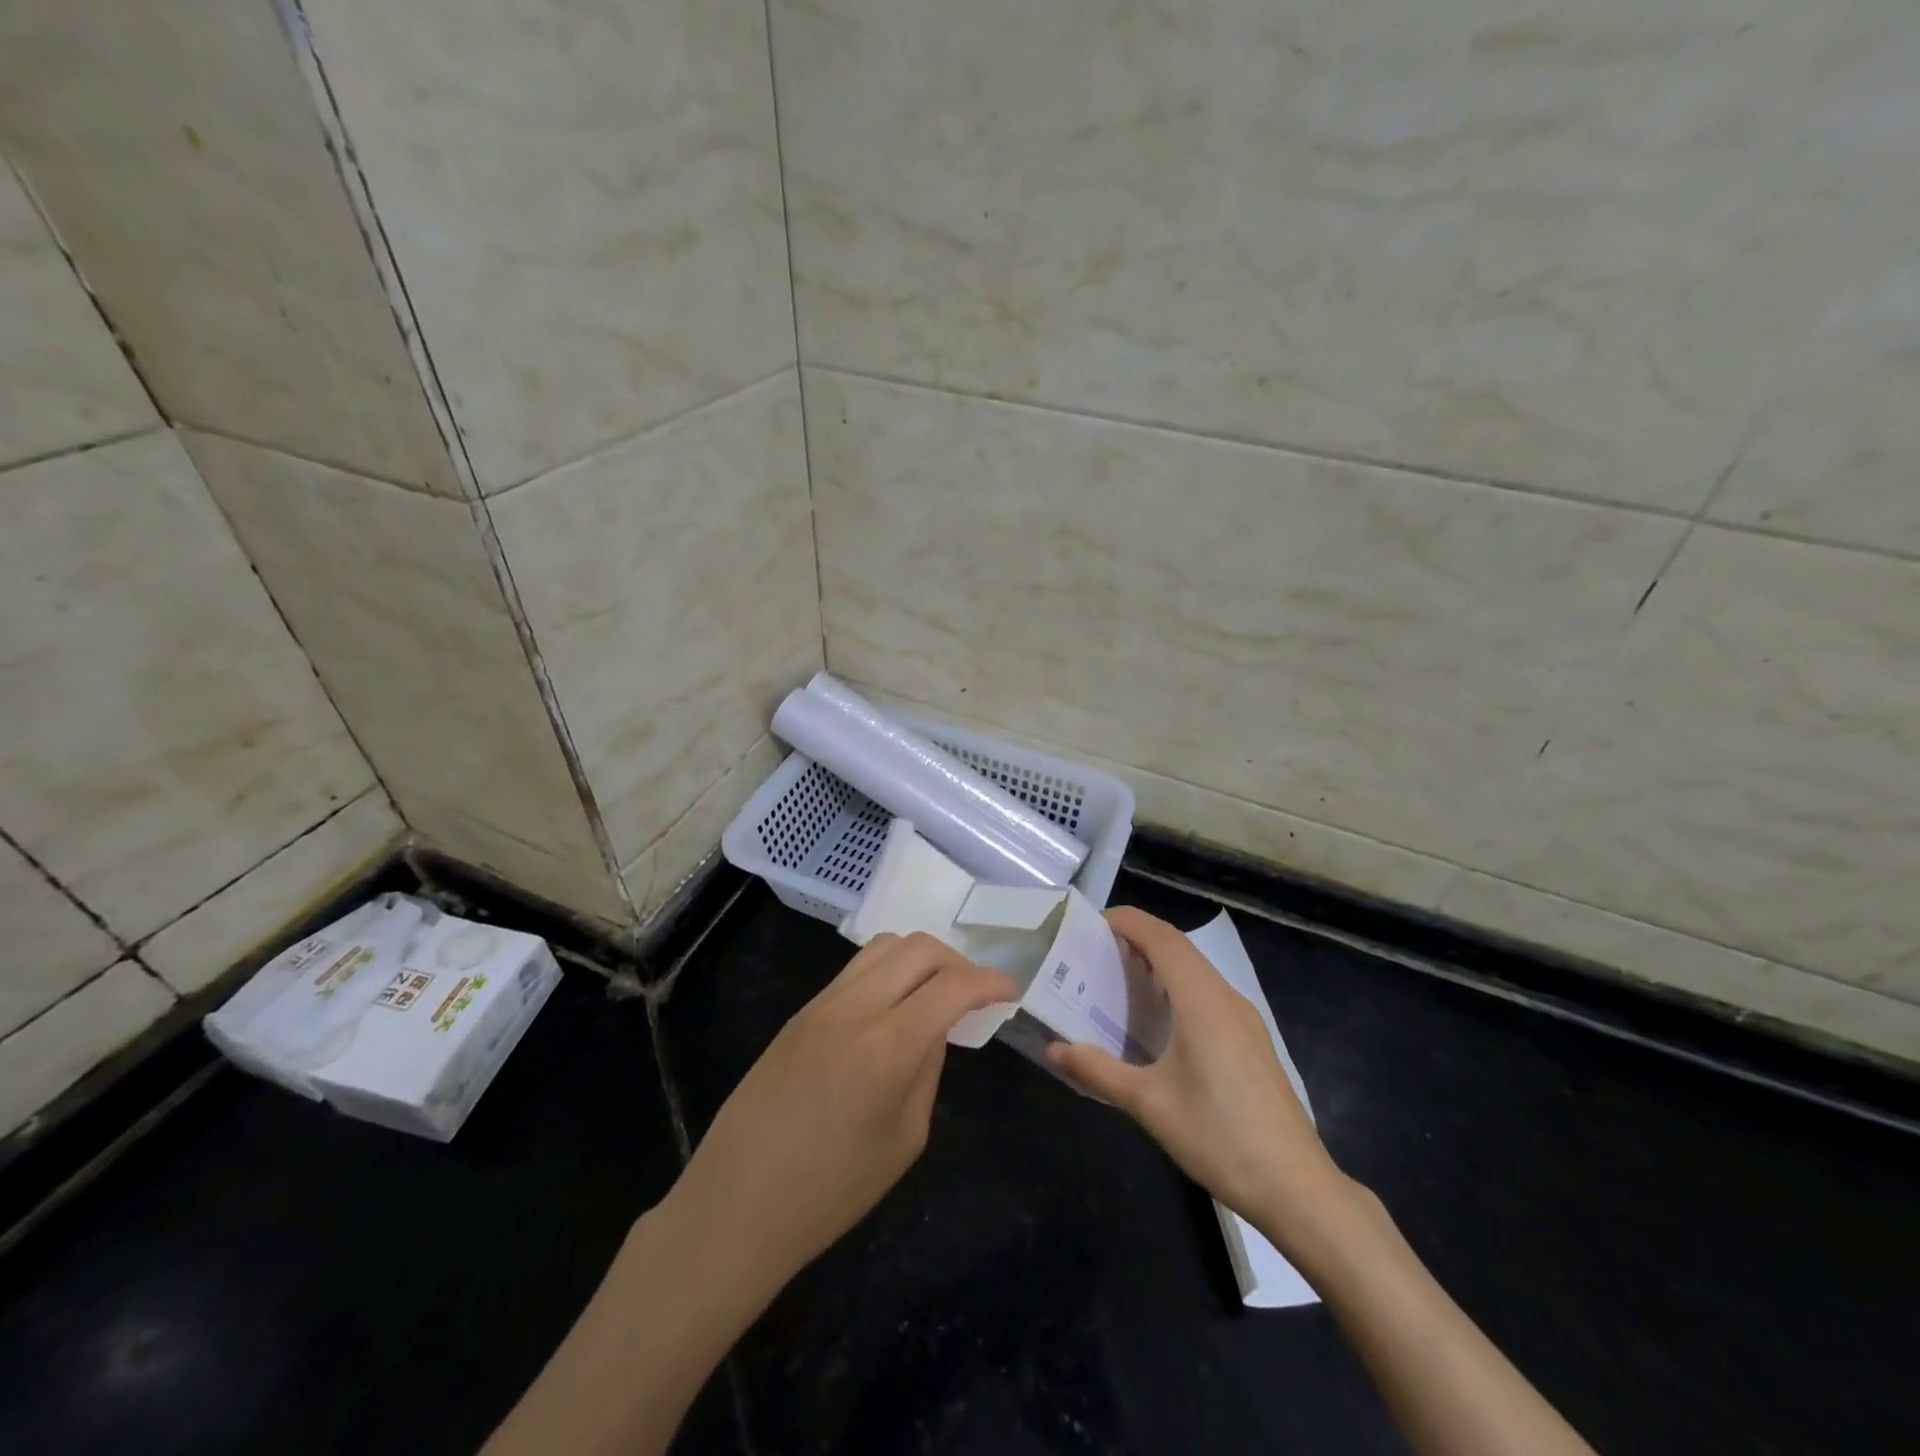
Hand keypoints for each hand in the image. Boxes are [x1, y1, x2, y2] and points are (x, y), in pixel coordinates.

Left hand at [668, 932, 1014, 1291]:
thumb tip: (937, 1027)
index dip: (990, 982)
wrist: (735, 1205)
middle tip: (972, 993)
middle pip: (918, 947)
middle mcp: (854, 1009)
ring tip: (933, 994)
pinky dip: (887, 972)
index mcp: (886, 1047)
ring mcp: (821, 1004)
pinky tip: (893, 1007)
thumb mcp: (903, 1140)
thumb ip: (928, 1070)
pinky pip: (855, 969)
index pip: (952, 986)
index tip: (1009, 992)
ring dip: (919, 959)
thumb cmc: (830, 1192)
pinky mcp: (800, 1011)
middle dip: (957, 961)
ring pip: (883, 947)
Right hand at [1047, 907, 1355, 1260]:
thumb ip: (1098, 1070)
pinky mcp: (1252, 1040)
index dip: (1126, 921)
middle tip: (1094, 951)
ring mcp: (1244, 1018)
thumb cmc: (1219, 1137)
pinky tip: (1159, 1019)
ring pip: (1196, 969)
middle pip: (1178, 946)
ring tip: (1119, 978)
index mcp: (1201, 1000)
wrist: (1297, 1187)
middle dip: (1137, 937)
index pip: (1161, 937)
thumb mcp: (1149, 1104)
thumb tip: (1053, 1050)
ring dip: (1159, 961)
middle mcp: (1225, 997)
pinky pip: (1208, 992)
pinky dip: (1177, 985)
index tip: (1090, 924)